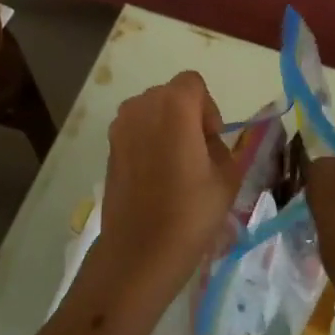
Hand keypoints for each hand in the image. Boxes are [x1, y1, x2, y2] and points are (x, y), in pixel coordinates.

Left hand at [96, 71, 239, 303]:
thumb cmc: (190, 211)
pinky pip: (135, 131)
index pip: (194, 84)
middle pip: (170, 95)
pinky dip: (148, 143)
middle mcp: (142, 105)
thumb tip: (205, 143)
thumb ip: (220, 147)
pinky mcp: (108, 147)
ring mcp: (120, 126)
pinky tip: (155, 177)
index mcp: (174, 105)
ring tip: (175, 167)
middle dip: (187, 116)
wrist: (140, 250)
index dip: (208, 109)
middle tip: (197, 154)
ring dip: (166, 128)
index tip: (211, 141)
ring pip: (151, 113)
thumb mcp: (226, 177)